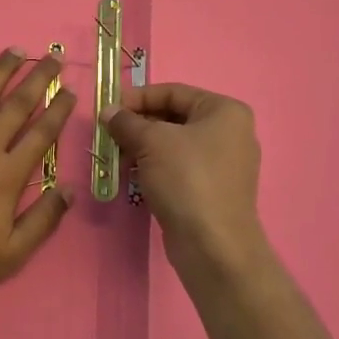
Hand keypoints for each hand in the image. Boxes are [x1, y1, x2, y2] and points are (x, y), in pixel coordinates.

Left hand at [0, 50, 75, 305]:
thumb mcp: (13, 253)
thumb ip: (44, 219)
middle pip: (16, 106)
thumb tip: (70, 189)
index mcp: (8, 175)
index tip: (70, 91)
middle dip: (38, 79)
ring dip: (0, 71)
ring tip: (16, 50)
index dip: (58, 109)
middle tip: (52, 58)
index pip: (41, 133)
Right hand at [107, 83, 266, 273]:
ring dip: (143, 147)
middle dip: (138, 124)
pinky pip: (179, 167)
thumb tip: (108, 112)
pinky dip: (155, 167)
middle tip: (109, 134)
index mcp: (224, 111)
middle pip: (174, 117)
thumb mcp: (151, 142)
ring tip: (116, 156)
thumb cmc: (186, 179)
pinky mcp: (213, 190)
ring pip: (174, 144)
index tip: (108, 109)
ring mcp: (224, 164)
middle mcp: (230, 132)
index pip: (173, 92)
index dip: (137, 98)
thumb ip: (126, 122)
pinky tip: (133, 175)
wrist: (213, 245)